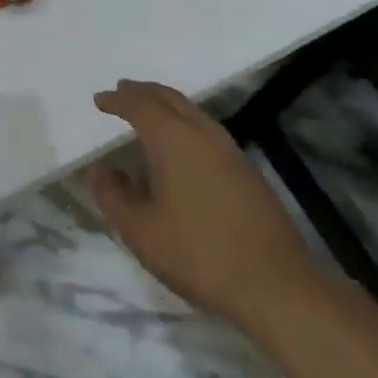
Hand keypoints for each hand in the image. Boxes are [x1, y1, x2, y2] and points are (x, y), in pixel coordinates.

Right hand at [88, 81, 319, 325]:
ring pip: (194, 113)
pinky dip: (187, 125)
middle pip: (171, 99)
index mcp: (174, 140)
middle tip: (123, 90)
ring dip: (168, 106)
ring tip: (151, 113)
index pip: (140, 106)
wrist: (277, 287)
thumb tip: (103, 171)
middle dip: (144, 92)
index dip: (118, 100)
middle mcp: (204, 135)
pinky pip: (209, 132)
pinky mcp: (250, 174)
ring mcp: (232, 152)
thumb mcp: (141, 232)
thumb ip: (114, 197)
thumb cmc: (199, 254)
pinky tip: (184, 148)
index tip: (100, 99)